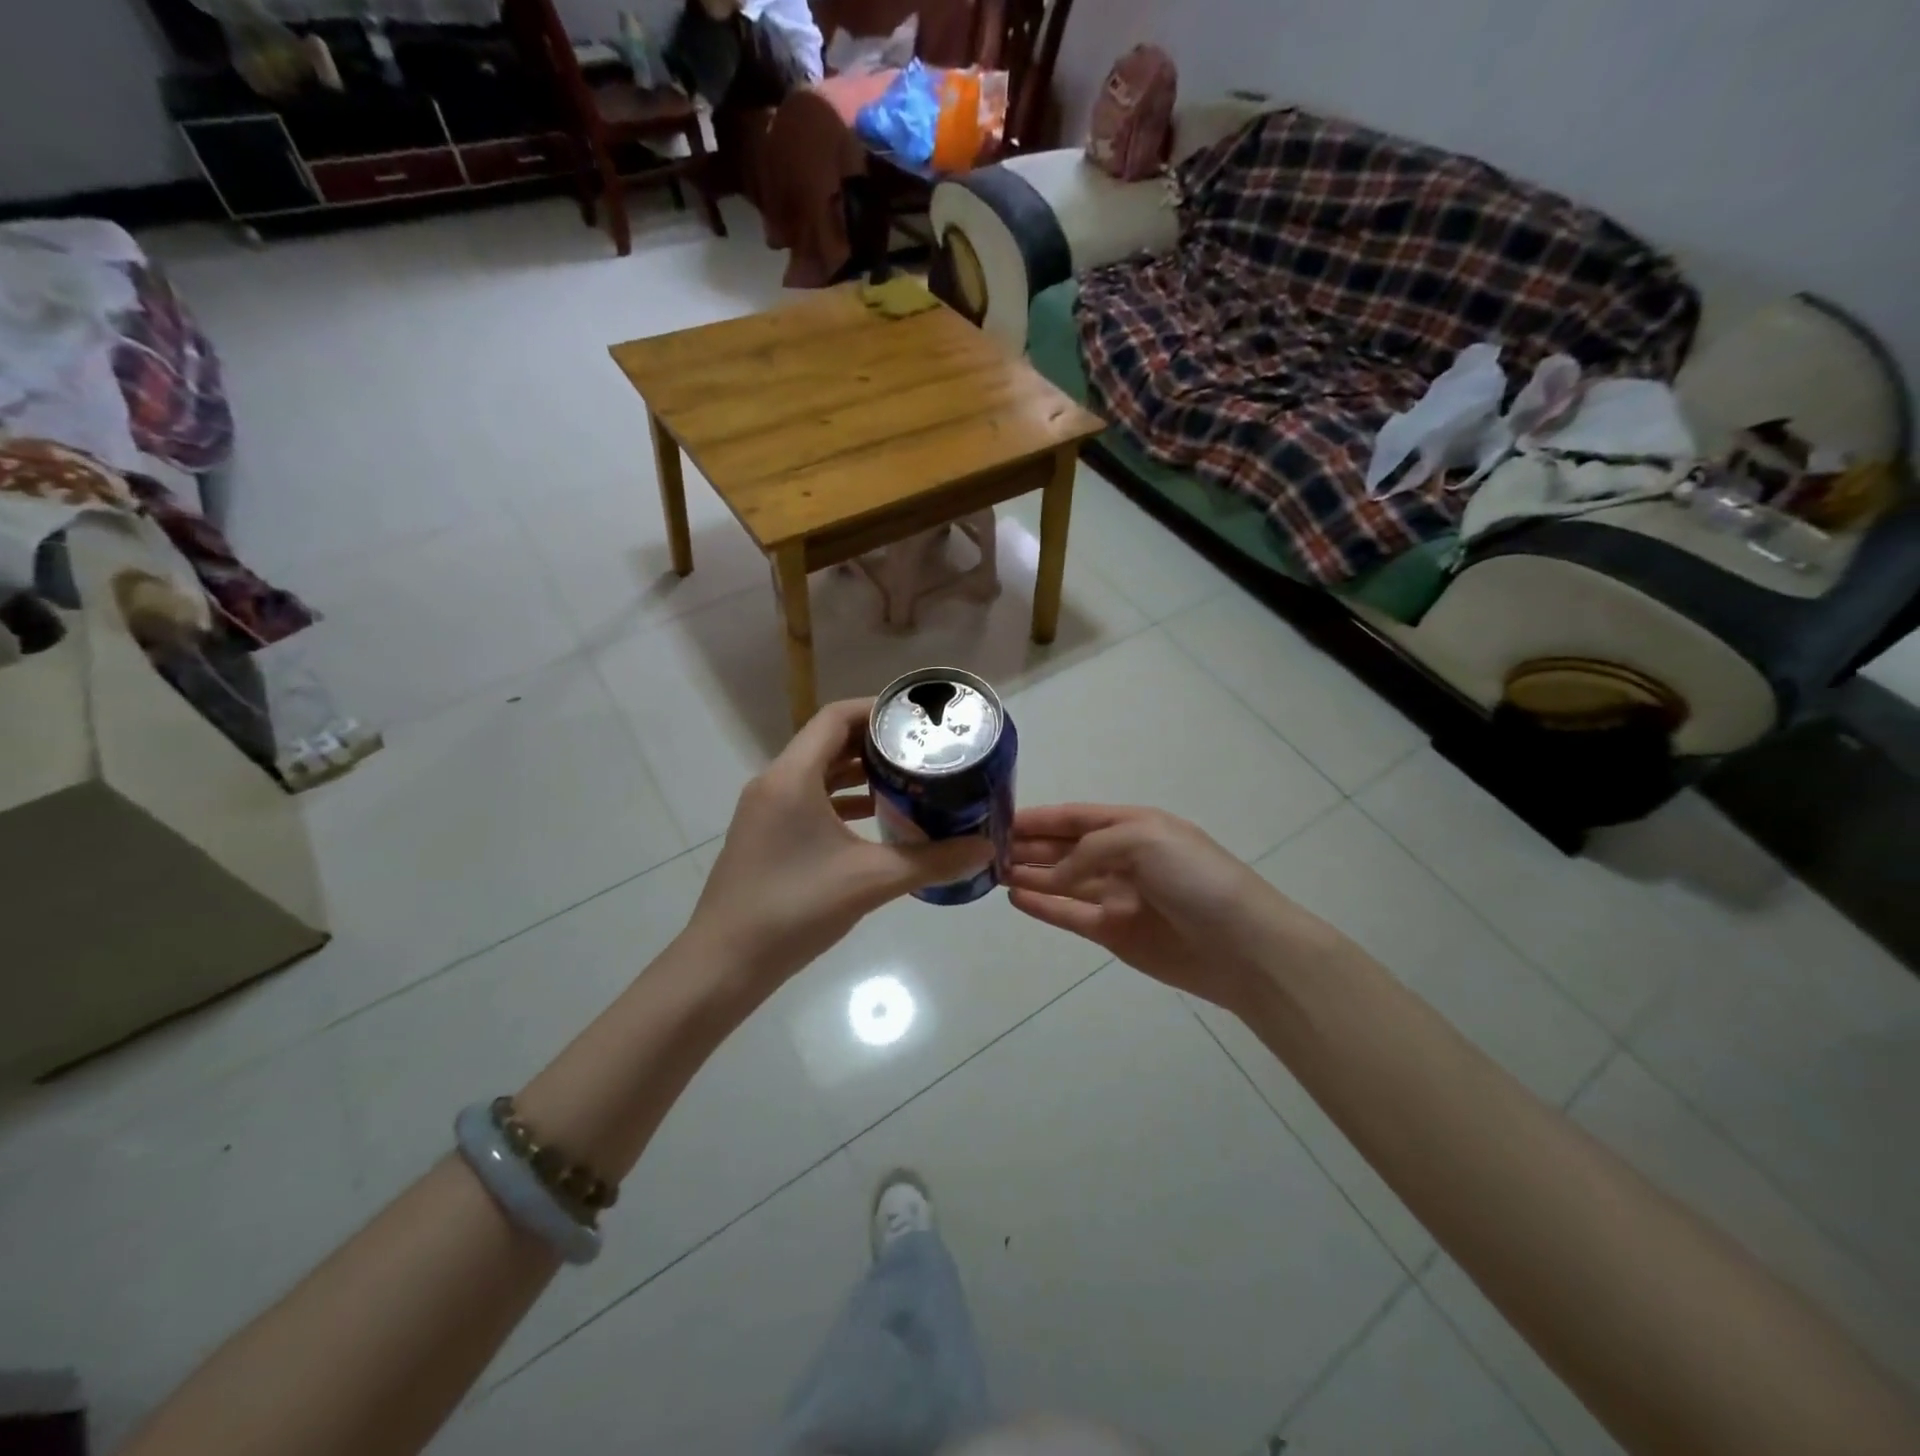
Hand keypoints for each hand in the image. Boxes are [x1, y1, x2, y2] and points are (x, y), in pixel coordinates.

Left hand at [690, 699, 992, 985]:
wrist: (724, 964)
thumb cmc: (795, 908)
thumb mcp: (871, 880)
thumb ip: (932, 861)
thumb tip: (985, 849)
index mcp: (792, 777)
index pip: (835, 718)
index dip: (876, 710)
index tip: (916, 718)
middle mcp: (774, 783)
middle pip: (827, 742)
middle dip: (875, 743)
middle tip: (921, 749)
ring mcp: (765, 810)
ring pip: (818, 773)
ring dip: (859, 772)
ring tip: (907, 779)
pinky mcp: (765, 835)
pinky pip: (808, 800)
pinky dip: (842, 800)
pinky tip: (875, 819)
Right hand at [1007, 805, 1341, 1012]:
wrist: (1241, 945)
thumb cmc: (1195, 878)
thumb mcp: (1143, 839)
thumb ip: (1090, 849)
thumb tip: (1055, 874)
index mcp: (1134, 826)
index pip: (1076, 817)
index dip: (1040, 817)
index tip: (999, 819)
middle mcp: (1122, 858)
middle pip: (1065, 848)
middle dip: (1029, 845)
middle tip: (986, 848)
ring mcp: (1117, 897)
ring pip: (1063, 881)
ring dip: (1031, 874)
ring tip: (993, 871)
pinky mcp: (1114, 933)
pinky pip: (1070, 914)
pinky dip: (1044, 906)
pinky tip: (1016, 898)